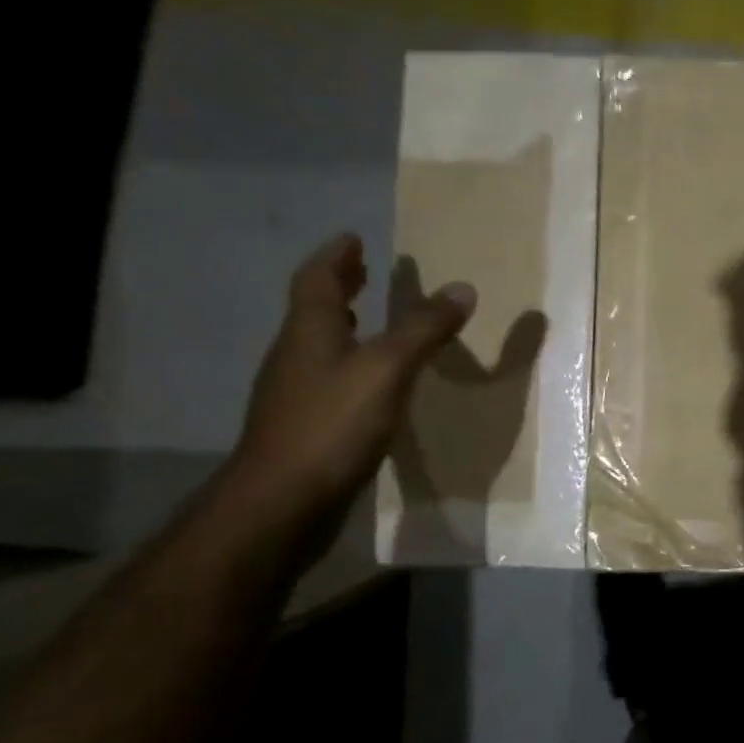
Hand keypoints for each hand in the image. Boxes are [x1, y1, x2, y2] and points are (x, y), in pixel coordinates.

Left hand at [230, 233, 475, 523]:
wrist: (281, 504)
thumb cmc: (332, 425)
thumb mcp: (387, 369)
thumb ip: (424, 328)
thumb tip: (462, 288)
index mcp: (310, 332)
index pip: (317, 279)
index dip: (336, 256)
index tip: (353, 238)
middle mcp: (296, 355)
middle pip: (314, 309)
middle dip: (339, 285)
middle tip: (363, 269)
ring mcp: (296, 394)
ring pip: (319, 344)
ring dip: (343, 323)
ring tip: (369, 316)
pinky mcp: (304, 426)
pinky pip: (328, 377)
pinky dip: (350, 362)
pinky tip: (372, 381)